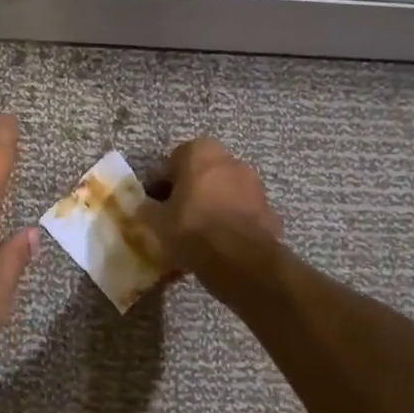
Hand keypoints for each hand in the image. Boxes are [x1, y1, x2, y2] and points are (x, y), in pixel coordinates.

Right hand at [138, 138, 281, 276]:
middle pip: (201, 172)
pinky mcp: (268, 207)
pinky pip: (241, 209)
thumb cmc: (192, 229)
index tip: (156, 203)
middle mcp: (230, 159)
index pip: (172, 161)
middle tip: (176, 215)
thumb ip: (148, 208)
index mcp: (199, 152)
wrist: (240, 259)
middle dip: (189, 190)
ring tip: (199, 231)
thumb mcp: (156, 220)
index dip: (161, 183)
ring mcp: (254, 182)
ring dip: (212, 203)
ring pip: (224, 190)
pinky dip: (231, 219)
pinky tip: (220, 241)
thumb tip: (145, 206)